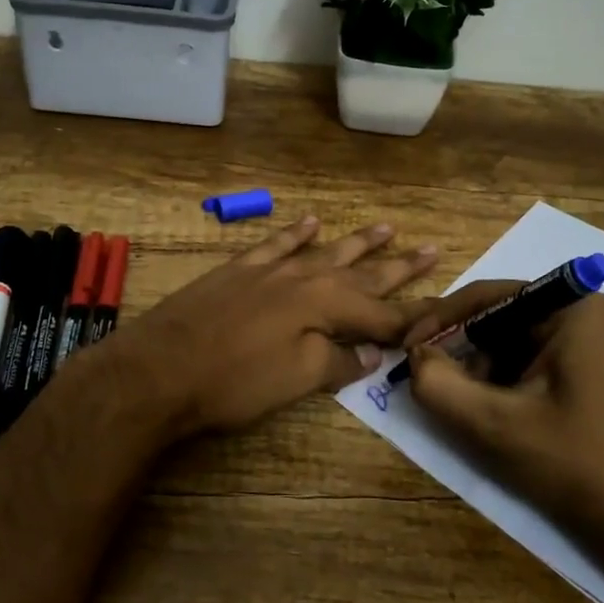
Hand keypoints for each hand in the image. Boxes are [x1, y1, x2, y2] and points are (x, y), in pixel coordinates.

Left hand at [104, 218, 437, 442]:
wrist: (160, 368)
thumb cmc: (234, 381)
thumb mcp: (296, 380)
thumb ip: (339, 363)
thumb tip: (372, 354)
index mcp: (325, 306)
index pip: (382, 313)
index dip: (413, 317)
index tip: (443, 313)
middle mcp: (305, 278)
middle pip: (362, 273)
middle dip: (398, 266)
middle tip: (432, 249)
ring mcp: (270, 270)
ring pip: (324, 250)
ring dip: (357, 242)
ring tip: (387, 226)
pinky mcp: (239, 270)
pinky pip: (276, 243)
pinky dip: (295, 232)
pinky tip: (311, 221)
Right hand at [403, 284, 603, 584]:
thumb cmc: (579, 465)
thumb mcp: (496, 424)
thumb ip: (439, 385)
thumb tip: (415, 357)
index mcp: (573, 308)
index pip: (487, 297)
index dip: (439, 321)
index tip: (404, 349)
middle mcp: (585, 315)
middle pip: (499, 320)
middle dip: (460, 351)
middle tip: (424, 380)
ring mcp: (592, 345)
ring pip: (511, 345)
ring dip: (478, 372)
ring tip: (456, 405)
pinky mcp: (590, 374)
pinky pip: (530, 365)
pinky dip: (501, 386)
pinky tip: (487, 415)